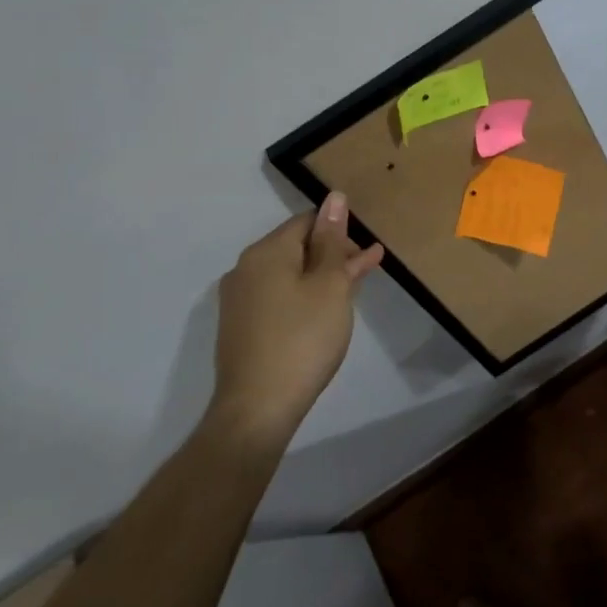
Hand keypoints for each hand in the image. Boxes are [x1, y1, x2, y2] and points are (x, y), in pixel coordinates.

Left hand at [210, 194, 383, 445]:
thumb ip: (332, 240)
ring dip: (321, 277)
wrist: (257, 409)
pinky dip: (303, 298)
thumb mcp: (329, 285)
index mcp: (266, 251)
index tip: (367, 253)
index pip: (307, 222)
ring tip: (352, 291)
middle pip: (296, 247)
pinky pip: (277, 298)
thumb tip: (334, 197)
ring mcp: (239, 300)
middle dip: (333, 254)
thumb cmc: (302, 339)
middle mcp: (245, 268)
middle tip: (366, 272)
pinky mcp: (240, 328)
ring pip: (288, 275)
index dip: (340, 231)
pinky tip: (324, 314)